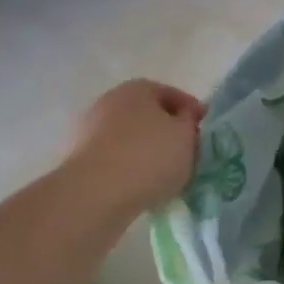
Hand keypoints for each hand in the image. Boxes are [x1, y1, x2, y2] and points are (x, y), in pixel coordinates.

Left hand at [71, 79, 206, 211]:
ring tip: (167, 174)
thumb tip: (184, 116)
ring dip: (148, 151)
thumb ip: (190, 121)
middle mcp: (110, 101)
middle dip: (168, 131)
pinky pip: (116, 158)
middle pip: (148, 115)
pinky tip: (144, 185)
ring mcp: (90, 130)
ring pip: (131, 137)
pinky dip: (131, 167)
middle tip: (187, 151)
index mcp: (138, 88)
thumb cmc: (150, 156)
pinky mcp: (80, 159)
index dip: (191, 111)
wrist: (96, 194)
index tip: (203, 130)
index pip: (172, 94)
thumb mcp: (186, 136)